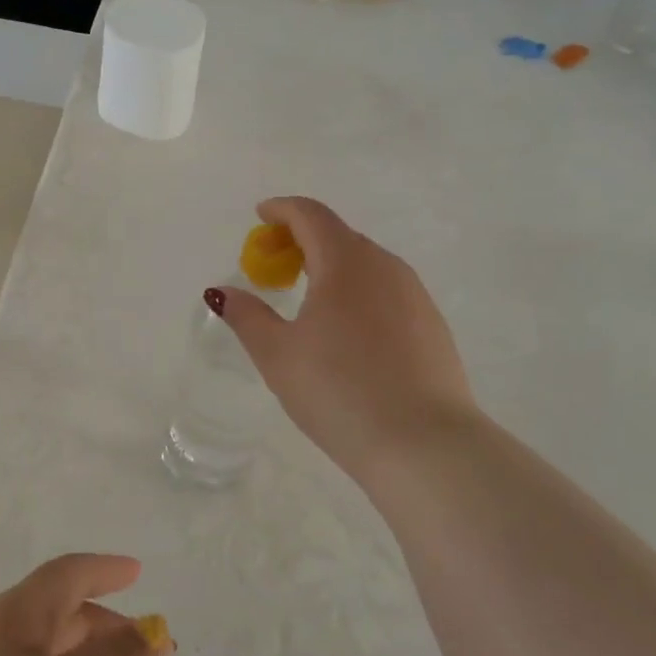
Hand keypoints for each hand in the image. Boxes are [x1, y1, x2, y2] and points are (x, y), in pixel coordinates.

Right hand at [213, 196, 478, 479]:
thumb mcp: (277, 355)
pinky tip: (348, 332)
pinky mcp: (433, 325)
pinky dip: (359, 292)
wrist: (424, 446)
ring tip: (308, 298)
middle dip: (303, 240)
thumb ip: (247, 316)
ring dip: (333, 266)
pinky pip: (387, 291)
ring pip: (366, 264)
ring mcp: (415, 295)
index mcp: (345, 263)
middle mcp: (385, 266)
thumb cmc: (339, 391)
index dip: (282, 210)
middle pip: (339, 236)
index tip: (261, 216)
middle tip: (275, 265)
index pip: (311, 215)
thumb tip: (222, 292)